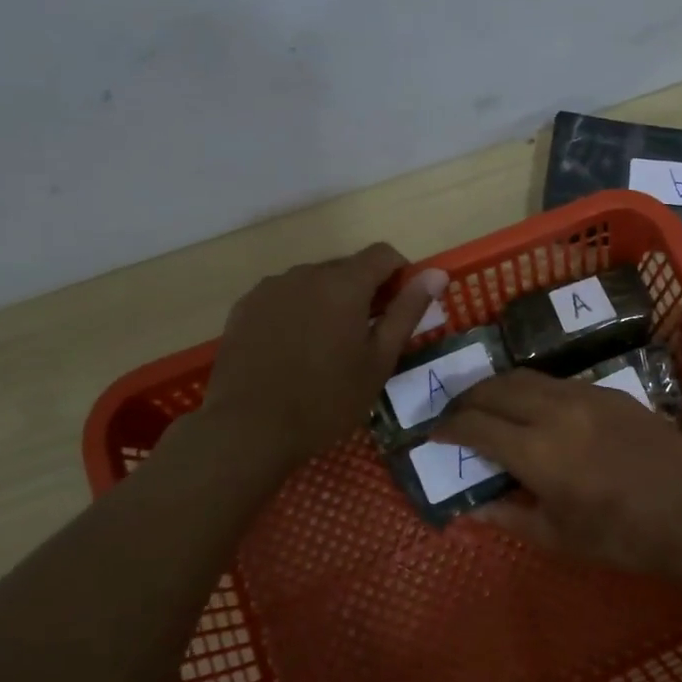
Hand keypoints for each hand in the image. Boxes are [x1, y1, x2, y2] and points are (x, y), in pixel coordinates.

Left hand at [193, 243, 447, 475]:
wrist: (248, 428)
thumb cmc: (327, 399)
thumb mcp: (379, 360)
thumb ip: (407, 311)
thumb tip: (437, 273)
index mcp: (344, 283)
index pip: (383, 254)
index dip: (400, 274)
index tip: (400, 308)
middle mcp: (306, 273)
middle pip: (347, 267)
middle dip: (364, 291)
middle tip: (366, 337)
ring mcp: (271, 288)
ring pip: (314, 281)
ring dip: (329, 300)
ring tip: (326, 347)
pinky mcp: (245, 306)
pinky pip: (284, 296)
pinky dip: (298, 311)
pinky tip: (294, 350)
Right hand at [432, 370, 681, 576]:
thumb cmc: (620, 536)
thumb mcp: (557, 537)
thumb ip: (508, 516)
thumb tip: (472, 507)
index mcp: (536, 450)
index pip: (475, 425)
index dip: (449, 428)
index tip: (436, 434)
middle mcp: (555, 411)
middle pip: (496, 387)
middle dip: (467, 398)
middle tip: (457, 414)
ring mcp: (586, 395)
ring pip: (528, 377)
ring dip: (500, 388)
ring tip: (492, 406)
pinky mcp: (611, 392)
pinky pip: (560, 383)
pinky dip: (536, 392)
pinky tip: (540, 411)